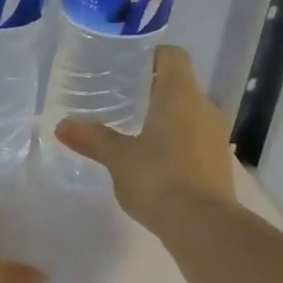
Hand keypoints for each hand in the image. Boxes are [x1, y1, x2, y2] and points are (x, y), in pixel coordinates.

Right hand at [54, 45, 237, 234]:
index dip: (150, 56)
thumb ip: (92, 138)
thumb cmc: (158, 178)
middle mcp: (204, 107)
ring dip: (165, 117)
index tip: (125, 67)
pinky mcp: (220, 161)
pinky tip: (154, 160)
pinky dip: (176, 140)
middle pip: (179, 85)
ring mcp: (216, 135)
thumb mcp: (118, 158)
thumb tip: (62, 125)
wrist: (203, 225)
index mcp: (181, 95)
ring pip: (188, 113)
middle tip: (120, 100)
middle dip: (152, 90)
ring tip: (134, 131)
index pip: (172, 56)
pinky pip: (195, 137)